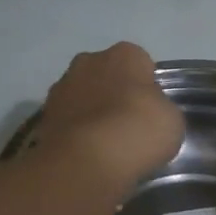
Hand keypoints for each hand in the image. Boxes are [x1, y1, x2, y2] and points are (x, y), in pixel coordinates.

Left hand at [35, 42, 183, 185]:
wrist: (87, 160)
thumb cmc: (138, 130)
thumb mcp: (171, 120)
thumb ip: (160, 108)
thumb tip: (150, 114)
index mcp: (125, 54)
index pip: (141, 63)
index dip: (147, 87)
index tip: (151, 111)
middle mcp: (89, 61)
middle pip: (107, 75)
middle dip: (115, 93)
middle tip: (128, 125)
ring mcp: (62, 87)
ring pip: (84, 95)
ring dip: (92, 112)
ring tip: (106, 145)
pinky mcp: (44, 115)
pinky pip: (68, 119)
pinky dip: (76, 131)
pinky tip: (87, 154)